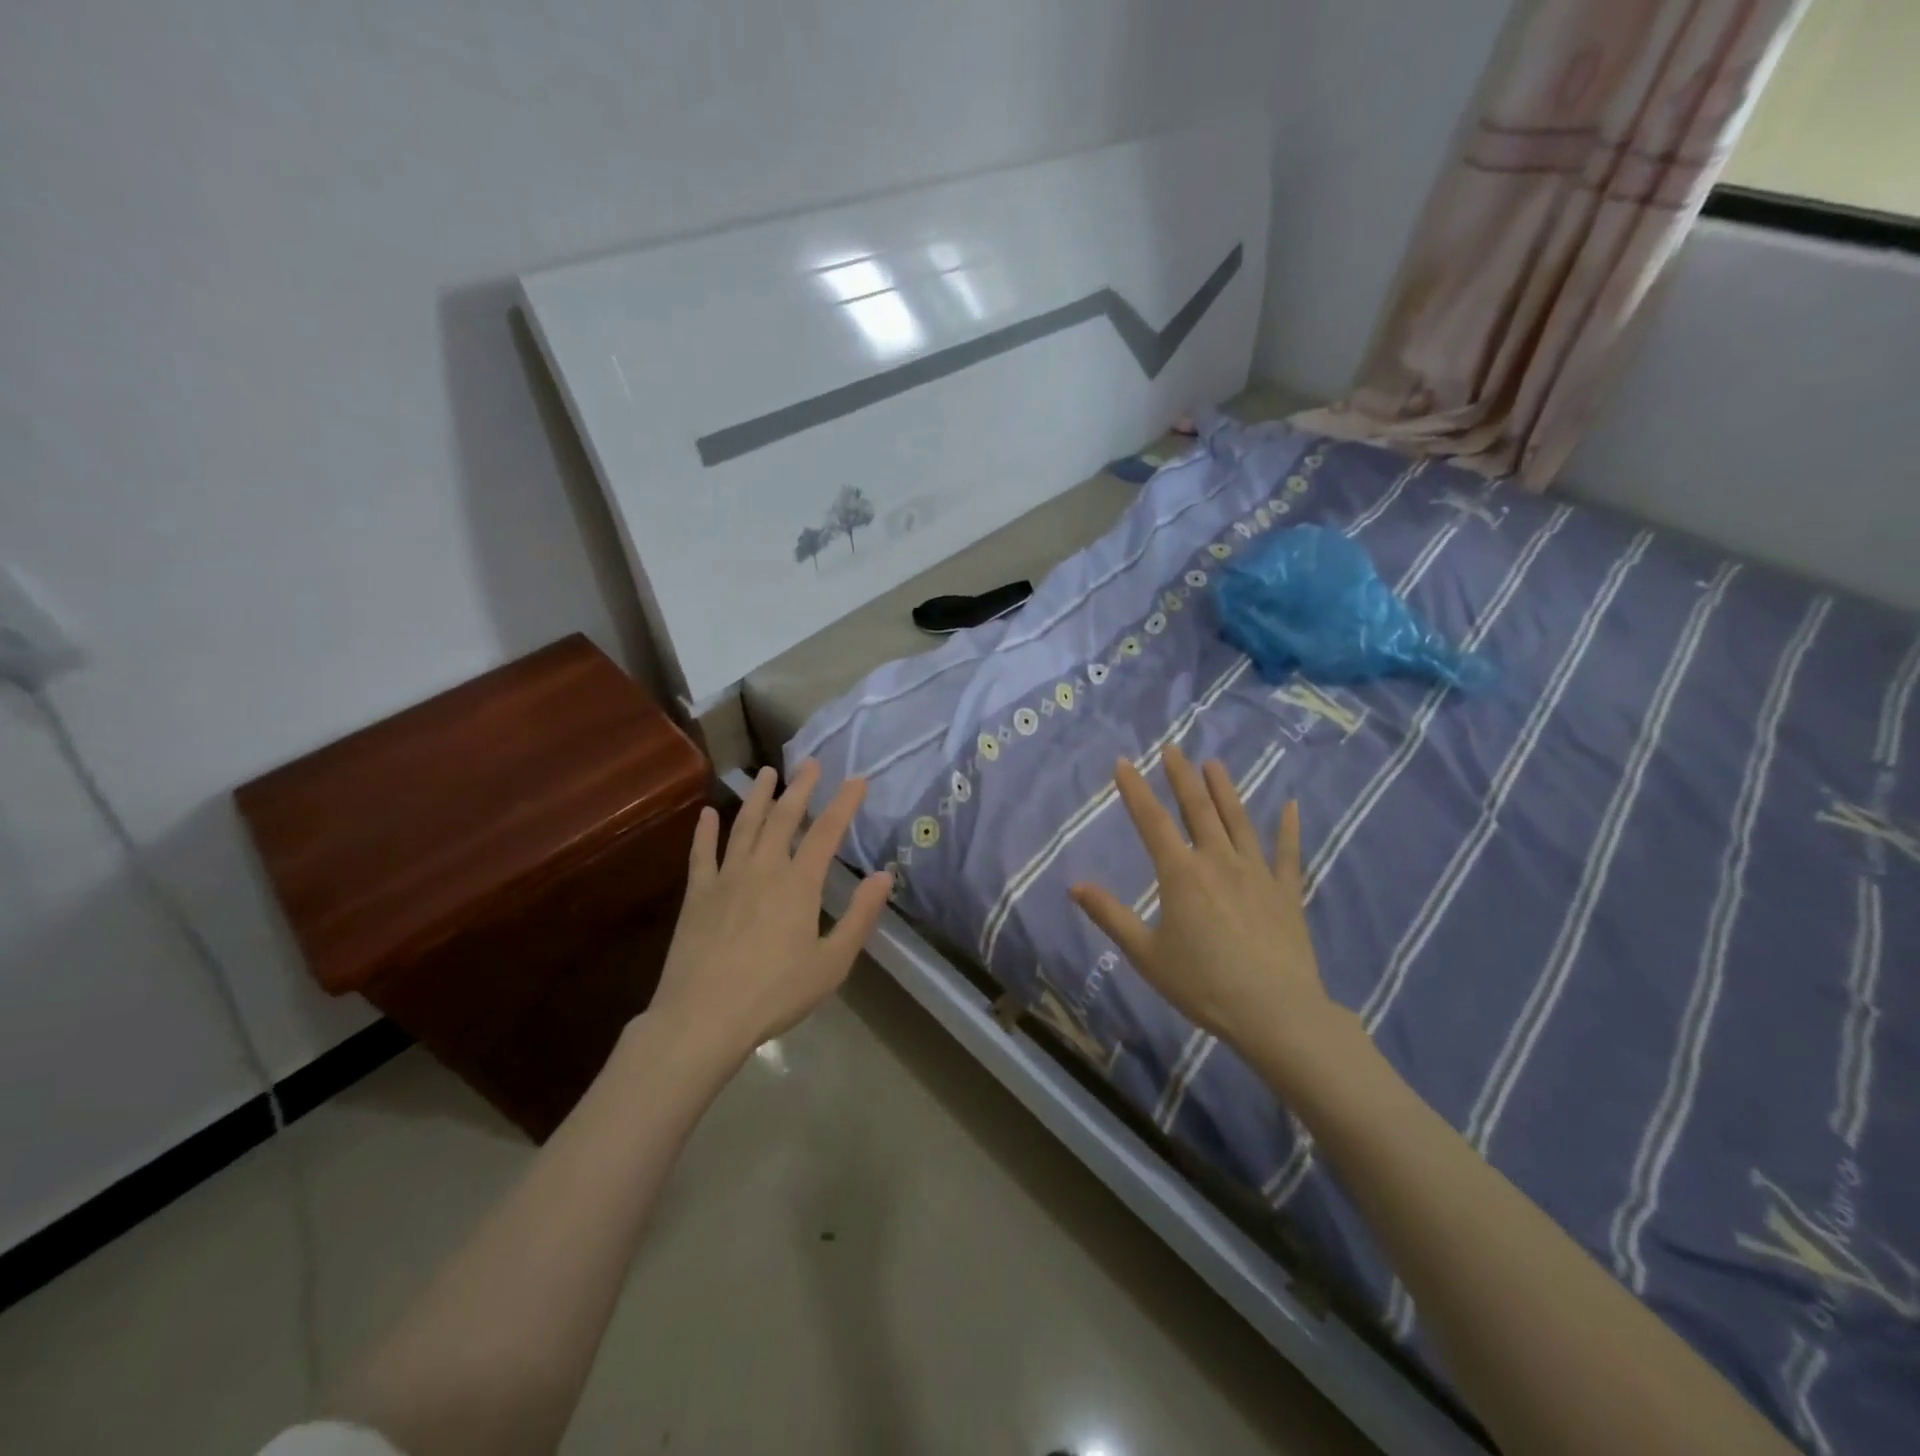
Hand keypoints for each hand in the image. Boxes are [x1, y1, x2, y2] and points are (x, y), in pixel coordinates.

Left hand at [650, 761, 892, 1065]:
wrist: (703, 1017)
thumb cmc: (775, 994)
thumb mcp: (831, 962)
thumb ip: (860, 917)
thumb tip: (883, 876)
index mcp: (799, 884)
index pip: (827, 832)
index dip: (844, 803)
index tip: (857, 780)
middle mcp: (763, 869)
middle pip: (784, 818)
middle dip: (801, 788)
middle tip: (811, 763)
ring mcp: (726, 878)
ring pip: (744, 826)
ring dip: (758, 797)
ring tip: (767, 773)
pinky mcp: (697, 894)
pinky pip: (702, 853)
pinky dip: (705, 830)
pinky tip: (709, 813)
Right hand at [1069, 745, 1341, 1079]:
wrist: (1274, 1012)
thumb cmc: (1203, 984)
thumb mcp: (1145, 954)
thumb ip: (1110, 916)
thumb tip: (1074, 886)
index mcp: (1180, 874)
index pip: (1152, 821)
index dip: (1135, 790)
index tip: (1124, 762)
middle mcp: (1217, 861)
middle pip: (1198, 810)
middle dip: (1182, 777)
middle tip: (1173, 749)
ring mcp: (1256, 873)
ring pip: (1238, 821)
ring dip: (1225, 790)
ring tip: (1214, 763)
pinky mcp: (1285, 892)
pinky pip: (1287, 853)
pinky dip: (1288, 828)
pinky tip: (1290, 806)